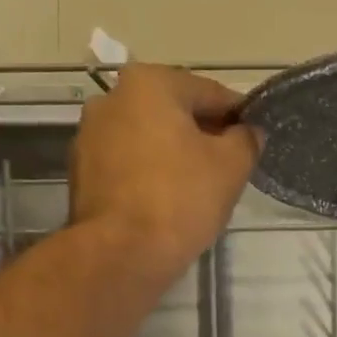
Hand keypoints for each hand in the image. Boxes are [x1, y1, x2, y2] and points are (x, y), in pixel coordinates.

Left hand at [68, 63, 261, 278]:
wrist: (122, 253)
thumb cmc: (181, 198)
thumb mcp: (232, 165)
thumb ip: (246, 140)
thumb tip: (247, 132)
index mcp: (149, 83)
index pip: (210, 93)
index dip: (239, 117)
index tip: (253, 142)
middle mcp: (111, 98)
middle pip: (175, 113)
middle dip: (204, 136)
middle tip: (230, 169)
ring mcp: (89, 135)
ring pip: (150, 139)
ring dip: (176, 155)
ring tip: (200, 189)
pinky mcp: (82, 172)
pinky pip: (129, 164)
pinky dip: (151, 175)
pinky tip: (169, 203)